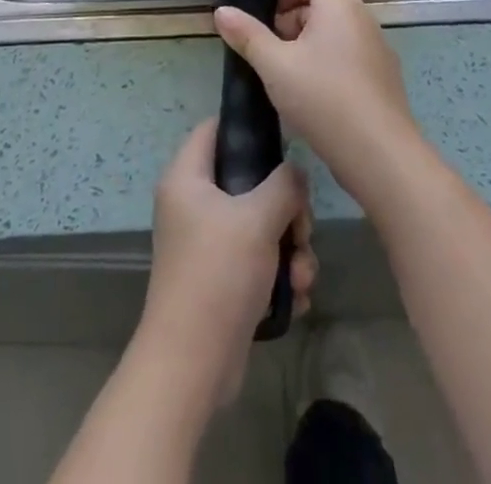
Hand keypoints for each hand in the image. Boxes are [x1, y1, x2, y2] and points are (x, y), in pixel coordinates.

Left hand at [135, 120, 315, 409]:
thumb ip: (284, 185)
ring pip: (260, 225)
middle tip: (302, 228)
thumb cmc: (218, 273)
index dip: (246, 127)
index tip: (283, 139)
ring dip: (291, 248)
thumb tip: (295, 173)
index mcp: (187, 178)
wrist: (193, 364)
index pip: (213, 128)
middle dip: (286, 208)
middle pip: (248, 181)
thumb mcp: (258, 218)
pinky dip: (280, 276)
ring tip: (302, 274)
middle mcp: (193, 205)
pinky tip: (296, 297)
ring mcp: (206, 244)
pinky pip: (258, 261)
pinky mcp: (221, 279)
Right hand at [214, 0, 423, 206]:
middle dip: (293, 20)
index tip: (267, 16)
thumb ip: (248, 35)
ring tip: (285, 75)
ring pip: (337, 33)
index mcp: (340, 5)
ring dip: (309, 45)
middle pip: (325, 3)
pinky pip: (350, 57)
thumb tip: (221, 10)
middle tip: (270, 48)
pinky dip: (329, 65)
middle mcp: (363, 19)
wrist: (380, 155)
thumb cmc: (323, 98)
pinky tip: (312, 98)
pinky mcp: (383, 80)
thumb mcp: (275, 66)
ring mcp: (378, 50)